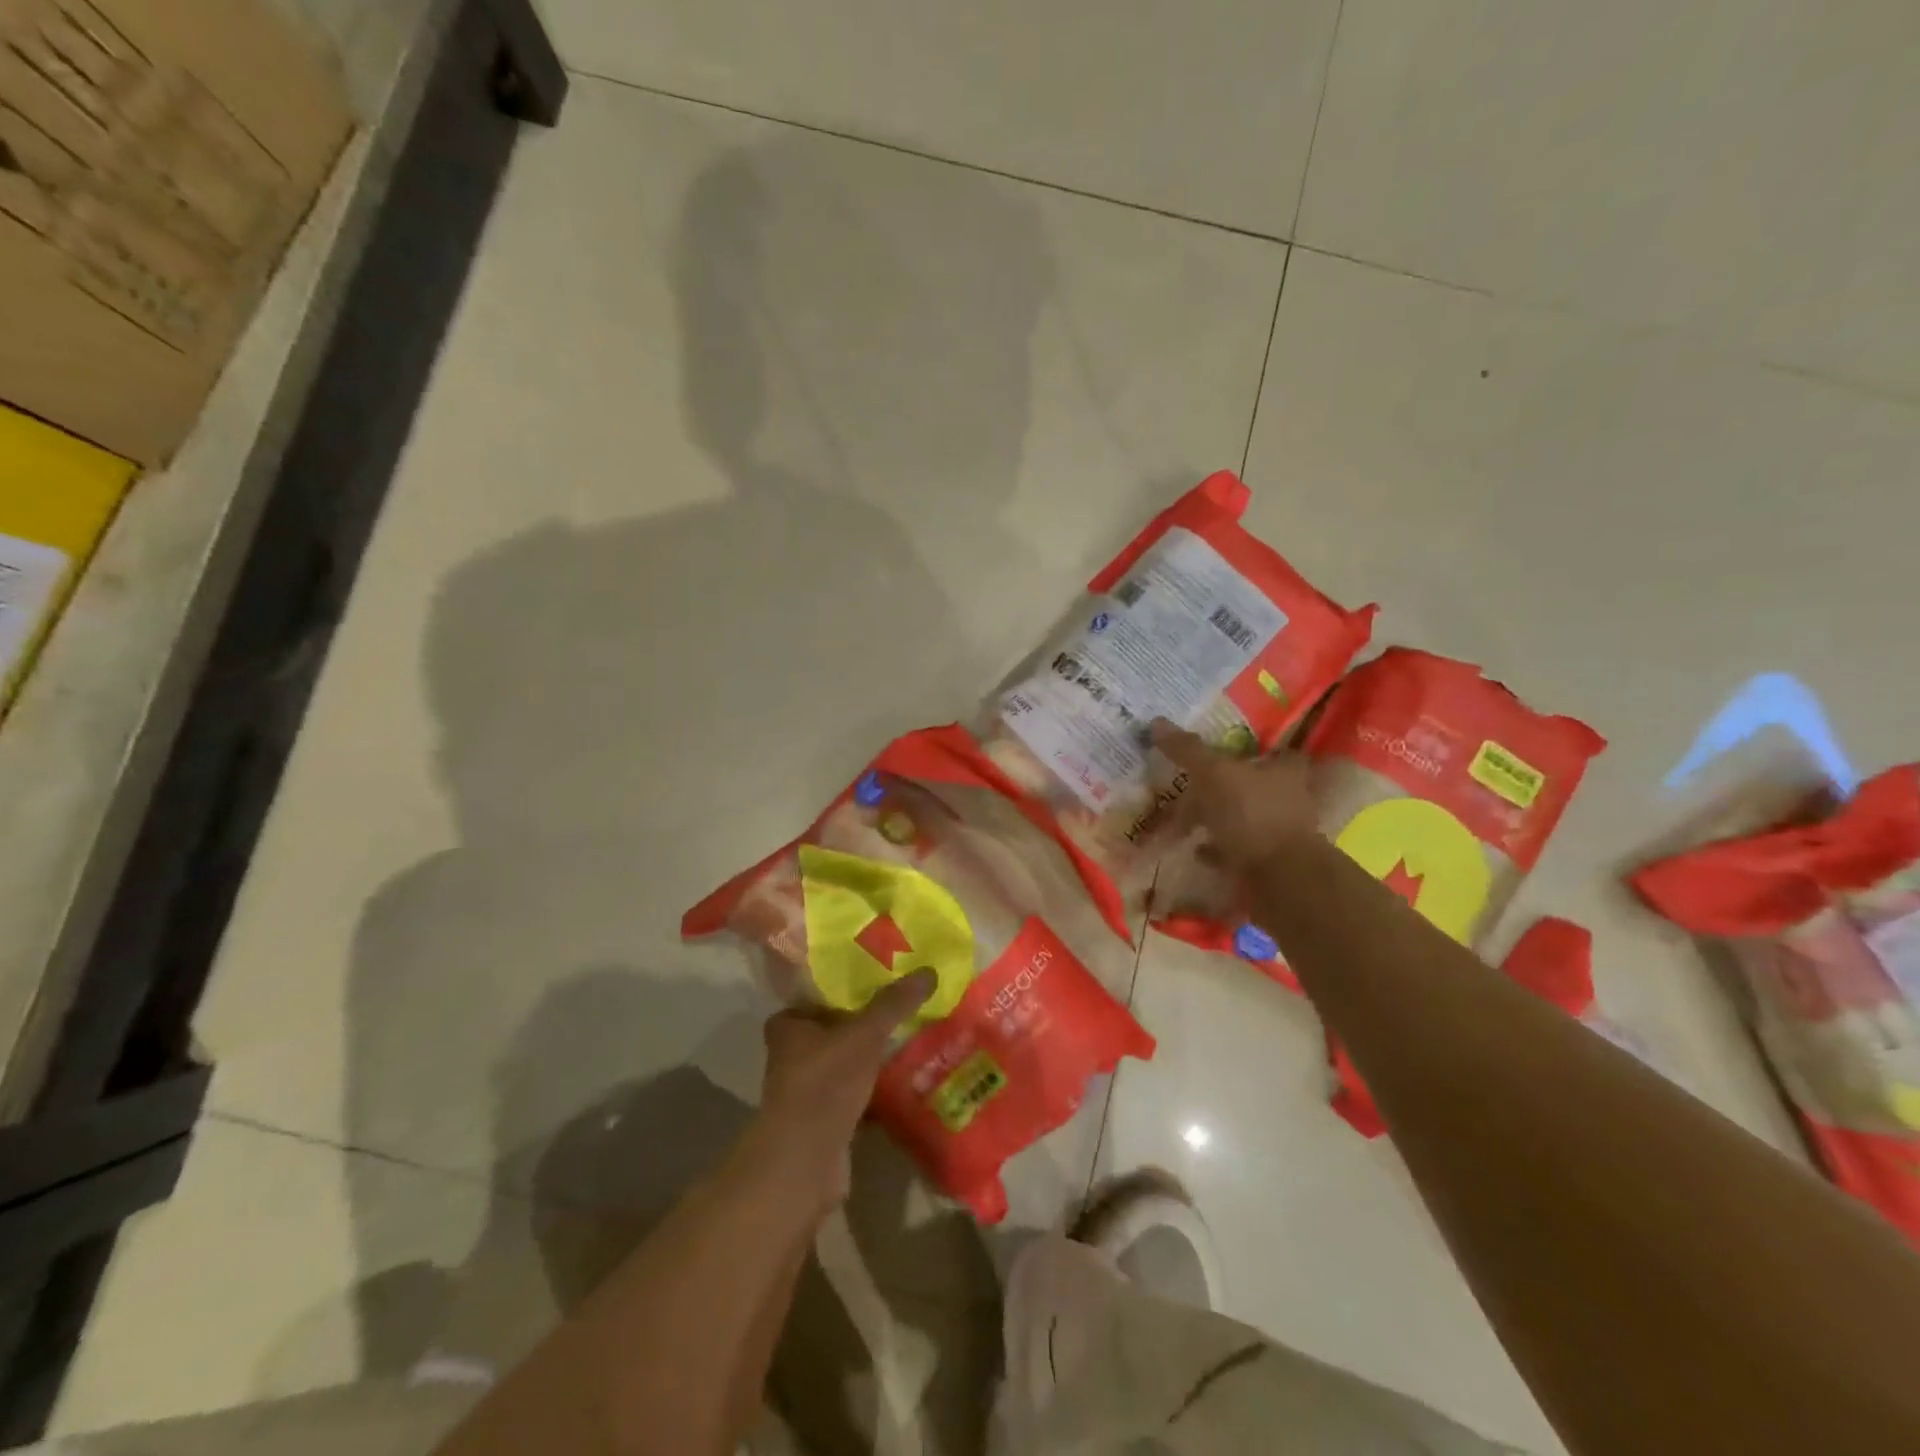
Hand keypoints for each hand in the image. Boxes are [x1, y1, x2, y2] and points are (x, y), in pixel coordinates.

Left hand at [750, 968, 937, 1207]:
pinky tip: (902, 1083)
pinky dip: (873, 1091)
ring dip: (868, 1059)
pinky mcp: (822, 1121)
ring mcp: (805, 1092)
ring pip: (843, 1064)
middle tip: (900, 1010)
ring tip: (908, 1041)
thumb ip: (893, 1004)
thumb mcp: (864, 1035)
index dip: (841, 991)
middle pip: (831, 1031)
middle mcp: (790, 1056)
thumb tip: (928, 971)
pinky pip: (852, 1096)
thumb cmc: (824, 1083)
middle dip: (861, 1025)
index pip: (814, 997)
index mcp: (788, 1027)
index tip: (875, 983)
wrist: (805, 1162)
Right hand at [1151, 718, 1318, 873]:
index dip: (1251, 747)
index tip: (1222, 748)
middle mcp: (1289, 798)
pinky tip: (1196, 849)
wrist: (1279, 879)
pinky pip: (1237, 849)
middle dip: (1225, 785)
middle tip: (1192, 784)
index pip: (1274, 750)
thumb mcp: (1213, 774)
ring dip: (1219, 818)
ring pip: (1245, 817)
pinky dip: (1217, 847)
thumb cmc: (1252, 815)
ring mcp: (1281, 833)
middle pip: (1255, 784)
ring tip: (1187, 819)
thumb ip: (1188, 750)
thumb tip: (1157, 722)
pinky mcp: (1269, 862)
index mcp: (1285, 770)